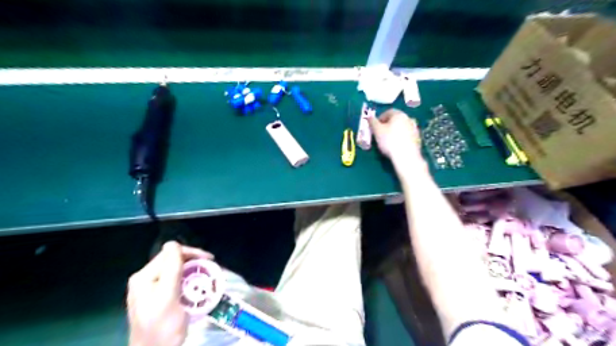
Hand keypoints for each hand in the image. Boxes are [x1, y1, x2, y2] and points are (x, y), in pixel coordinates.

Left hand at [126, 242, 214, 345]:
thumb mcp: (168, 297)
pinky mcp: (157, 296)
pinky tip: (196, 285)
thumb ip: (171, 269)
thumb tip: (173, 243)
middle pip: (172, 260)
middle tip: (210, 267)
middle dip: (192, 262)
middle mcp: (145, 279)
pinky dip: (187, 280)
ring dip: (192, 271)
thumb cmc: (162, 328)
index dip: (191, 253)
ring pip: (175, 270)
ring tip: (206, 275)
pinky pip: (174, 280)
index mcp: (144, 277)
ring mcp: (149, 288)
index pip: (170, 254)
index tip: (210, 260)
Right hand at [368, 109, 420, 167]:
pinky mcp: (417, 138)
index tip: (374, 127)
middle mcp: (408, 118)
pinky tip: (396, 145)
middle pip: (395, 119)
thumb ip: (372, 122)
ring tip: (388, 141)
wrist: (406, 156)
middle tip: (380, 134)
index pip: (387, 112)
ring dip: (394, 131)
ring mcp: (414, 128)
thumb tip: (369, 117)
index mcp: (398, 114)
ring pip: (401, 127)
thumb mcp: (377, 131)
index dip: (379, 119)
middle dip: (387, 125)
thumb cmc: (389, 141)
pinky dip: (401, 137)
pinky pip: (406, 135)